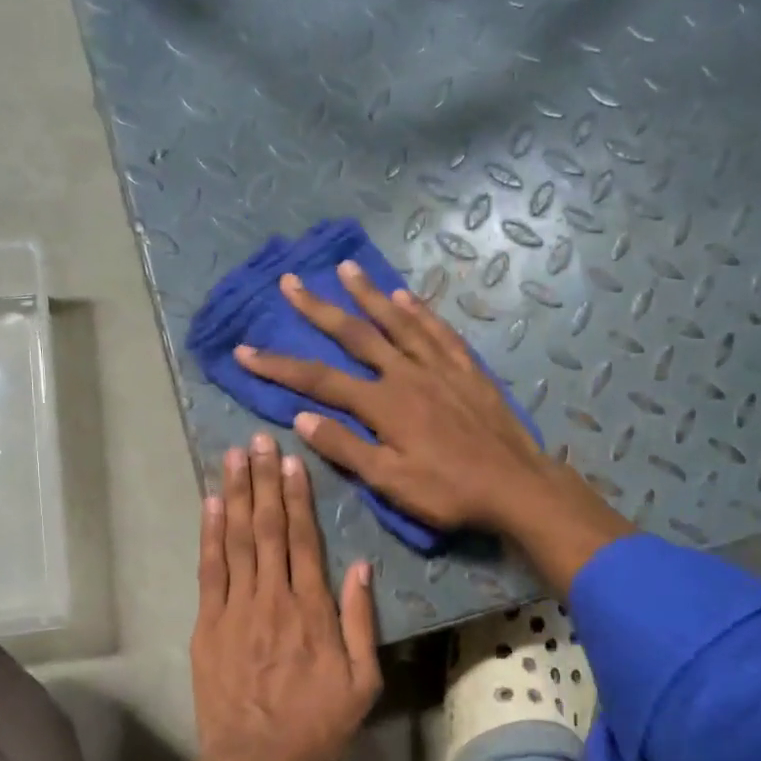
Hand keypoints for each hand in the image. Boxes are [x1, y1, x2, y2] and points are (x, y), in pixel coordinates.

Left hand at [191, 433, 381, 760]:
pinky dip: (209, 535)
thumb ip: (361, 622)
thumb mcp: (362, 682)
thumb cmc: (317, 726)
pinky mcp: (207, 625)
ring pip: (236, 541)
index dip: (297, 497)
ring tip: (233, 457)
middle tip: (257, 440)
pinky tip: (210, 505)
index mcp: (311, 610)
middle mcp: (272, 598)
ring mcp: (235, 609)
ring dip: (235, 495)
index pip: (303, 540)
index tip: (291, 461)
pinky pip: (209, 571)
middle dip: (263, 481)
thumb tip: (362, 567)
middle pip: (267, 529)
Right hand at [235, 263, 556, 533]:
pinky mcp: (466, 369)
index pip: (318, 380)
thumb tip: (301, 419)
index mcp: (383, 404)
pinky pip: (437, 331)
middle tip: (290, 282)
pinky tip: (406, 297)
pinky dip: (418, 311)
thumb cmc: (449, 492)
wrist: (516, 486)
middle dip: (318, 309)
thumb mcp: (390, 482)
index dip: (278, 365)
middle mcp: (406, 374)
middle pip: (354, 334)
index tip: (244, 350)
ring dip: (368, 294)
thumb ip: (346, 448)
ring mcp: (439, 367)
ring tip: (346, 269)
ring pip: (397, 321)